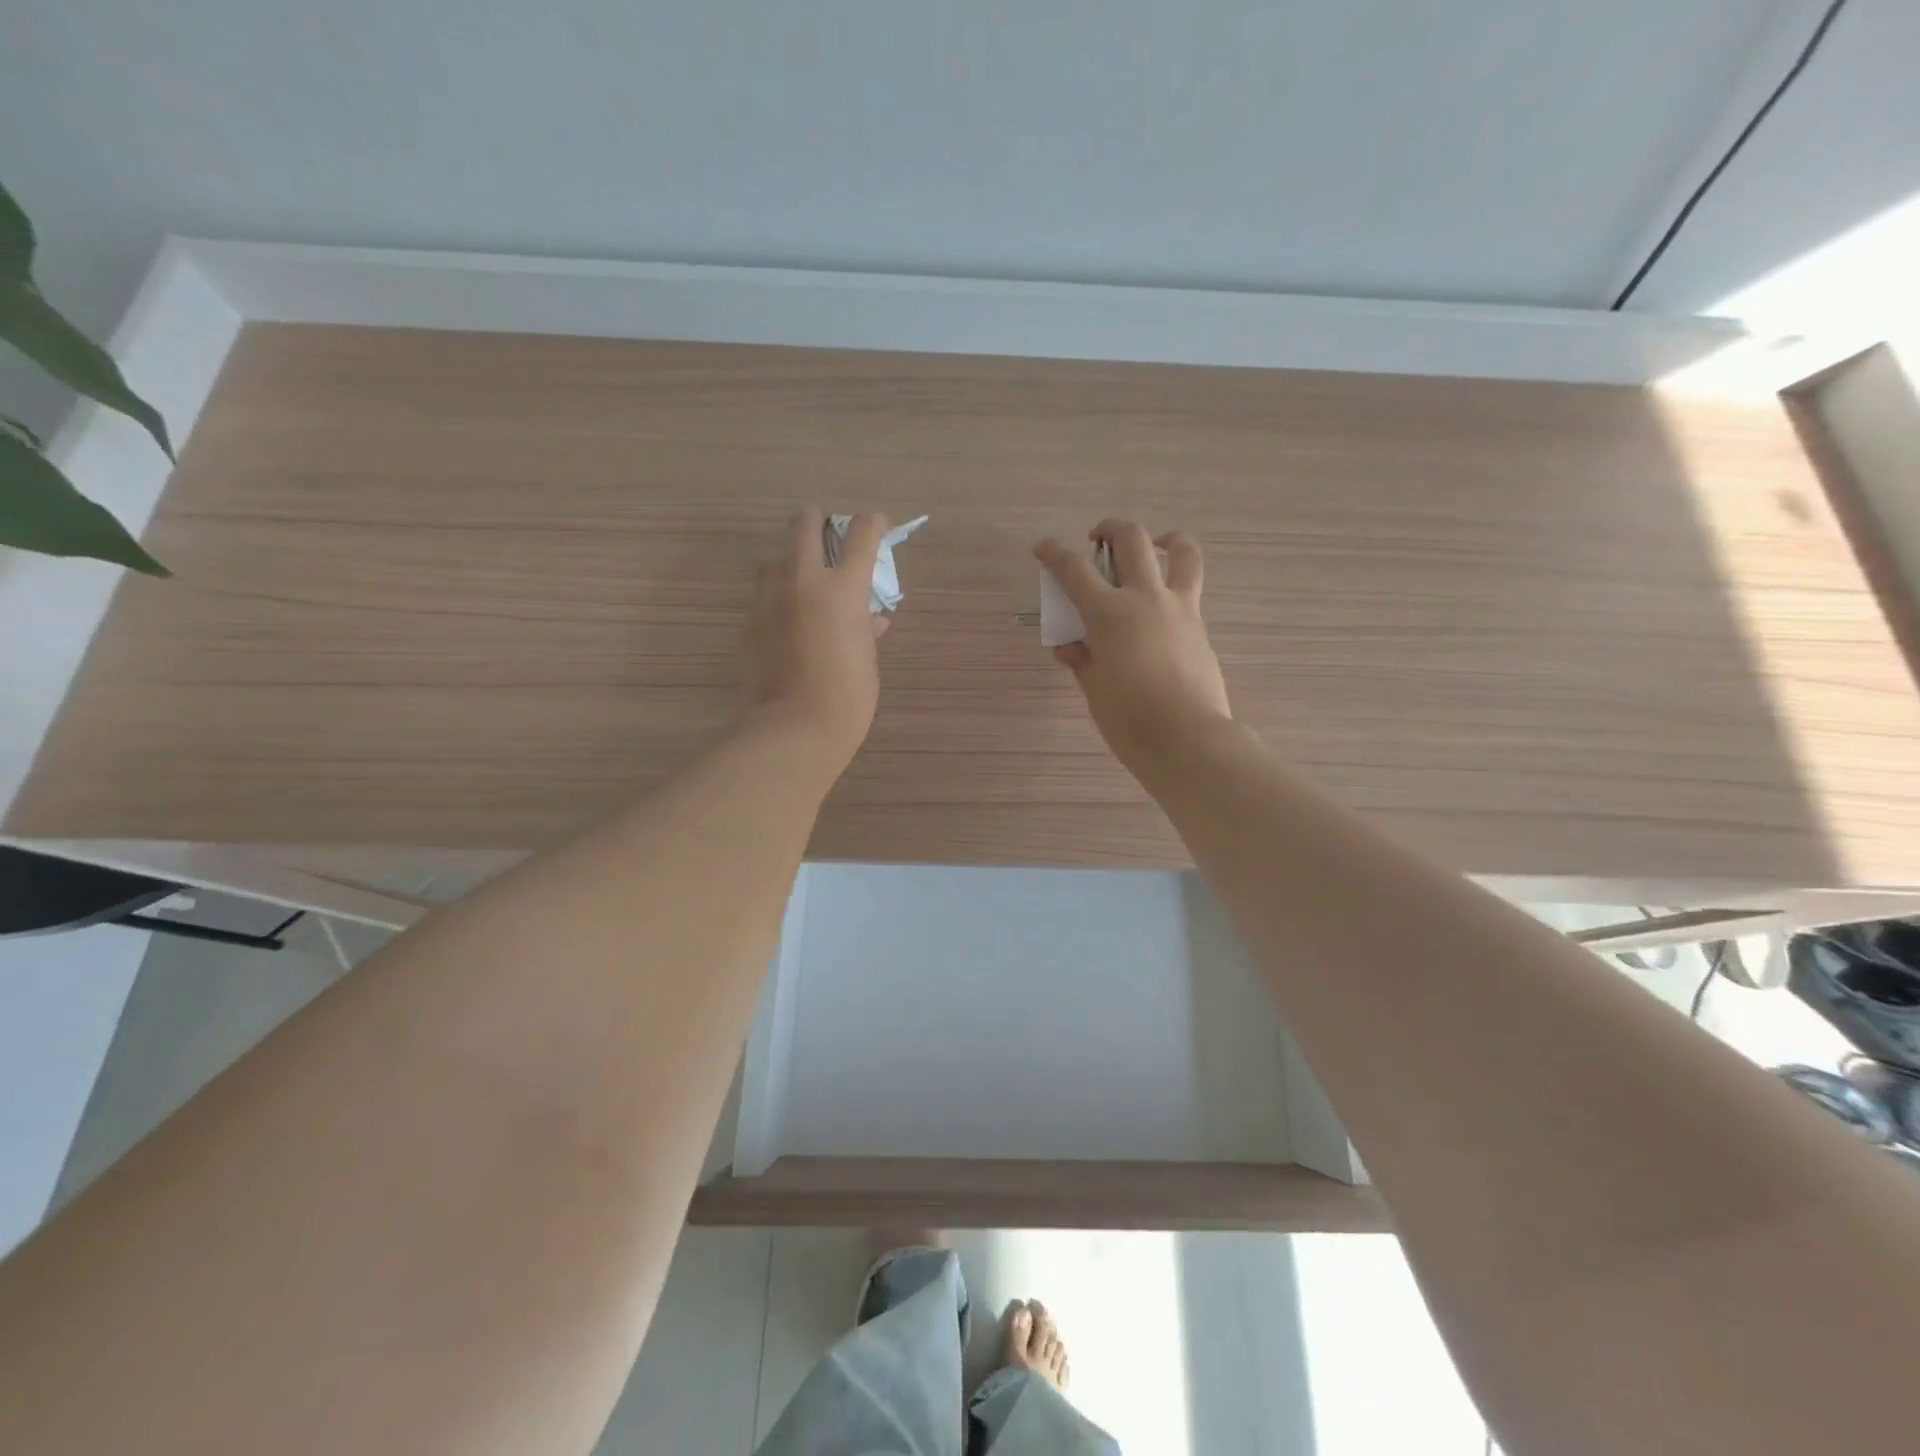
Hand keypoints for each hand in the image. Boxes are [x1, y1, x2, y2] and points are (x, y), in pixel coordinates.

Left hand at [739, 506, 889, 775]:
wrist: (793, 729)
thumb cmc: (847, 697)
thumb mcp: (866, 658)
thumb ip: (866, 627)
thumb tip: (871, 618)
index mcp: (843, 587)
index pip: (862, 530)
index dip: (874, 522)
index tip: (878, 526)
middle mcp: (803, 580)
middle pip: (805, 522)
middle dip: (820, 522)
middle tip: (831, 539)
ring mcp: (770, 599)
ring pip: (777, 558)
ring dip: (793, 562)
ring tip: (807, 587)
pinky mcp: (749, 621)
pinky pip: (764, 594)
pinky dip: (780, 597)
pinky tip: (791, 623)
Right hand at [1034, 519, 1231, 779]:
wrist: (1188, 739)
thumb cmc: (1129, 719)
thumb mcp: (1093, 689)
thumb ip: (1082, 659)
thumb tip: (1072, 647)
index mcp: (1109, 613)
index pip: (1074, 569)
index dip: (1053, 552)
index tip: (1042, 547)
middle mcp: (1145, 598)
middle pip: (1131, 538)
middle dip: (1110, 528)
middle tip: (1098, 539)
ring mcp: (1180, 609)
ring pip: (1181, 552)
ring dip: (1165, 539)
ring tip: (1156, 546)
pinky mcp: (1200, 627)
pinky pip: (1189, 591)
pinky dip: (1174, 586)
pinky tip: (1160, 612)